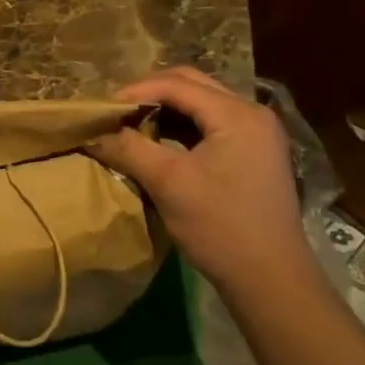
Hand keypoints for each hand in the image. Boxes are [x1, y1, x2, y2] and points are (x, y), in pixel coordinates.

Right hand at [91, 67, 313, 290]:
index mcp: (237, 114)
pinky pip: (212, 122)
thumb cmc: (220, 227)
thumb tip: (93, 133)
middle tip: (117, 112)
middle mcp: (253, 113)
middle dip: (150, 93)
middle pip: (192, 84)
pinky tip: (159, 141)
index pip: (177, 84)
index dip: (135, 91)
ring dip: (166, 108)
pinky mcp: (255, 152)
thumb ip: (129, 149)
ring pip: (202, 102)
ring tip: (132, 124)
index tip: (103, 109)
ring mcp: (258, 132)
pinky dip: (183, 125)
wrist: (271, 280)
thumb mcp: (168, 184)